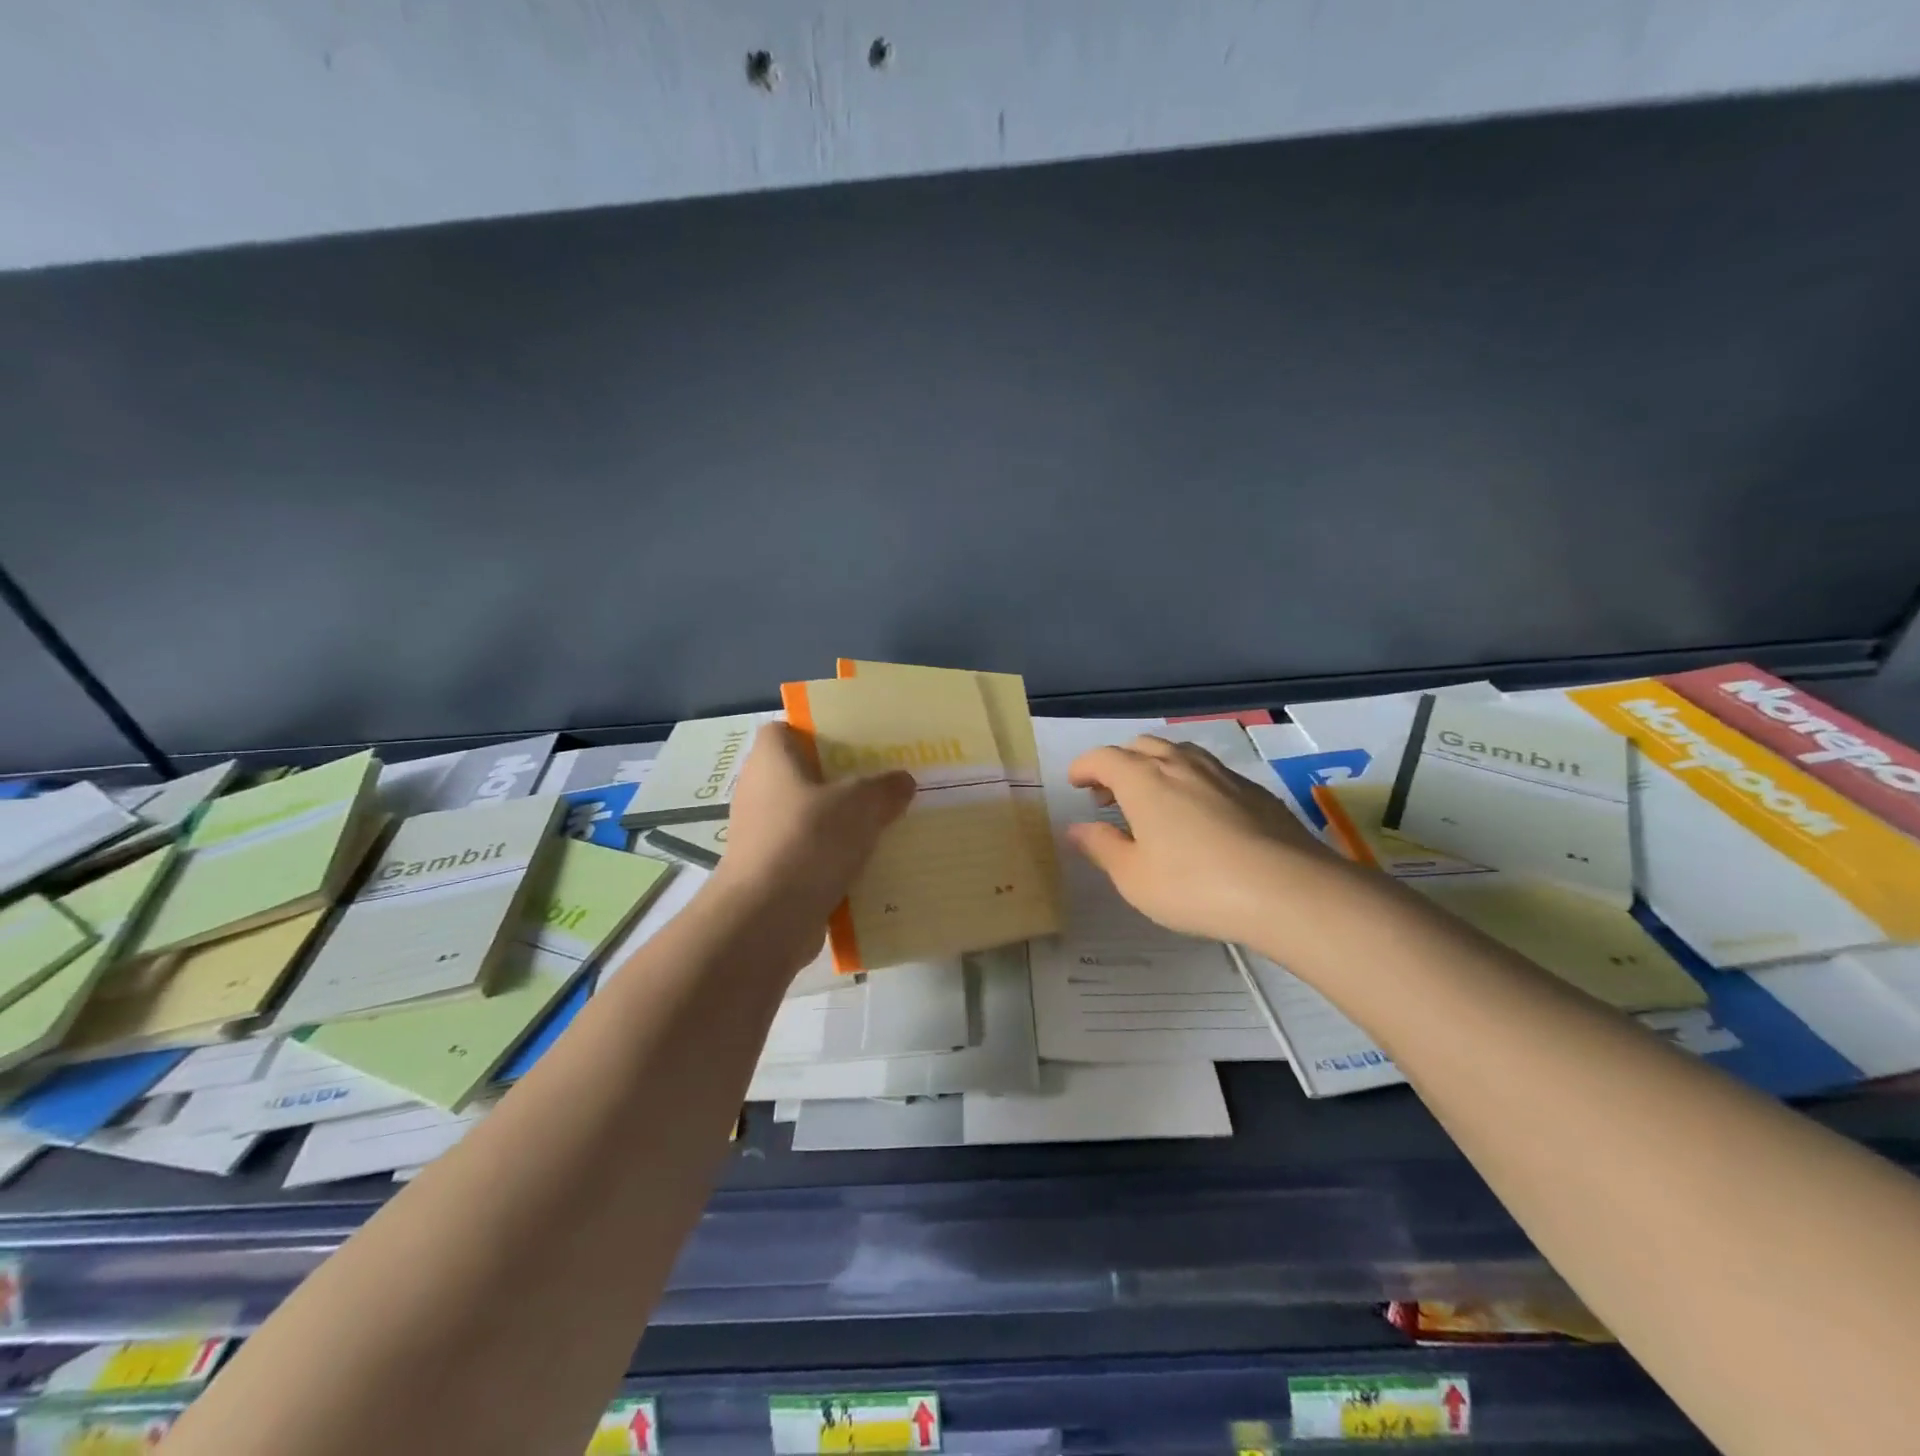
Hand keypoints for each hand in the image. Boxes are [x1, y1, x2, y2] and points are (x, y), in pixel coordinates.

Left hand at [707, 723, 914, 963]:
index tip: (856, 742)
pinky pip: (812, 856)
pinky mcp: (773, 873)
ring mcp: (763, 835)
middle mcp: (760, 792)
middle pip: (805, 776)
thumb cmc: (808, 840)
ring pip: (812, 819)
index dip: (818, 732)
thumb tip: (902, 781)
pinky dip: (837, 861)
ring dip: (843, 824)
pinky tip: (874, 865)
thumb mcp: (860, 804)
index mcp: (771, 760)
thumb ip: (884, 788)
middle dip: (843, 781)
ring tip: (888, 823)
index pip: (786, 730)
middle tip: (885, 782)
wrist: (767, 919)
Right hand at [1066, 735, 1339, 944]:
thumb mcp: (1134, 878)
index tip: (1075, 782)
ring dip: (1155, 767)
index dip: (1084, 767)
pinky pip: (1209, 771)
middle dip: (1118, 764)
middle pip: (1141, 747)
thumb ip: (1102, 847)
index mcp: (1143, 780)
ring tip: (1153, 799)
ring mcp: (1221, 774)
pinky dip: (1189, 780)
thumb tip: (1076, 829)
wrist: (1287, 889)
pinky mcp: (1253, 790)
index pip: (1103, 758)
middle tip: (1109, 796)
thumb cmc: (1195, 886)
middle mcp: (1180, 765)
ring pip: (1179, 753)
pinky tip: (1198, 813)